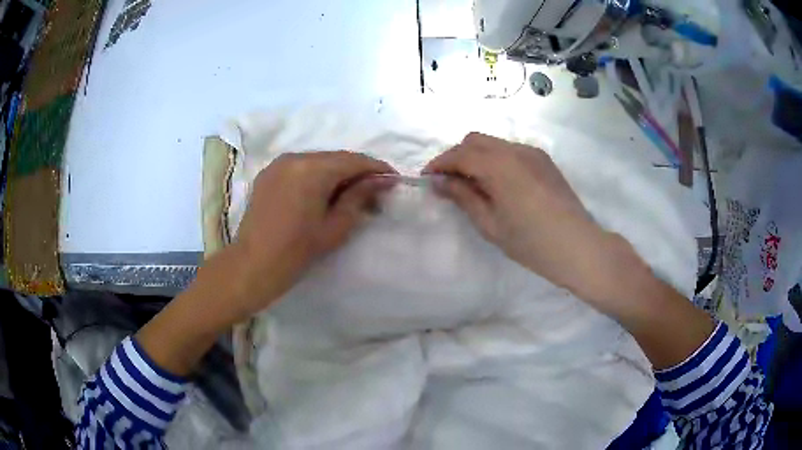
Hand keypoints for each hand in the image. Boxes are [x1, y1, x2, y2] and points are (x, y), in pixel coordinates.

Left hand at [230, 151, 395, 317]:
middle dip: (358, 172)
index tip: (393, 180)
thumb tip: (381, 180)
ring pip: (319, 161)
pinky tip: (324, 193)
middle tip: (374, 193)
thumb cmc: (297, 251)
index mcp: (312, 169)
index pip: (354, 160)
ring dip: (338, 173)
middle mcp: (295, 157)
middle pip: (336, 158)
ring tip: (351, 195)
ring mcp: (279, 163)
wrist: (253, 264)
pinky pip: (301, 167)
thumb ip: (359, 196)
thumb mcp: (335, 226)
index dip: (377, 168)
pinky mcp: (269, 173)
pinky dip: (317, 175)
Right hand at [424, 133, 646, 307]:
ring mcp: (533, 153)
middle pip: (475, 140)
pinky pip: (510, 150)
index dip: (439, 164)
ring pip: (493, 143)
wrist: (579, 246)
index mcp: (499, 166)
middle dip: (456, 156)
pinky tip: (499, 184)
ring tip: (473, 184)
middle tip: (449, 182)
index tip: (427, 179)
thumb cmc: (532, 243)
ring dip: (476, 156)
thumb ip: (463, 197)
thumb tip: (440, 182)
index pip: (459, 154)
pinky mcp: (544, 160)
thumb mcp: (491, 224)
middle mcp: (515, 150)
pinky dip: (495, 159)